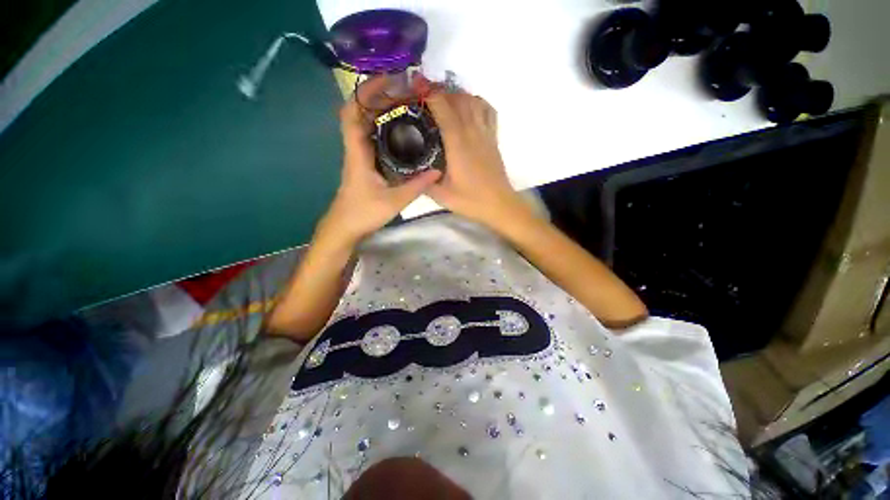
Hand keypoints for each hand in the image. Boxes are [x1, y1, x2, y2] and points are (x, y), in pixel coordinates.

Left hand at [320, 76, 441, 243]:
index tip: (385, 81)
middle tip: (401, 90)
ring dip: (379, 111)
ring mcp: (359, 157)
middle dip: (376, 97)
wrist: (345, 227)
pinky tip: (399, 130)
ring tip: (402, 104)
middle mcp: (355, 150)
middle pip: (358, 113)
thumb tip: (437, 171)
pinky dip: (382, 128)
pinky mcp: (364, 165)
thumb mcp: (394, 200)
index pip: (353, 114)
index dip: (365, 94)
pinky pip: (371, 138)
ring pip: (364, 125)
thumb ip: (417, 186)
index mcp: (358, 154)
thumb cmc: (364, 213)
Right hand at [422, 82, 525, 227]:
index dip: (429, 94)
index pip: (443, 107)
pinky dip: (477, 103)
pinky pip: (488, 111)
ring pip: (473, 101)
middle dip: (440, 91)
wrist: (499, 205)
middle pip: (458, 98)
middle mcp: (472, 132)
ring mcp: (485, 133)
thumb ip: (424, 182)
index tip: (415, 90)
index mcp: (457, 143)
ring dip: (458, 95)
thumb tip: (409, 172)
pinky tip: (469, 109)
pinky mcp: (493, 139)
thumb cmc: (471, 200)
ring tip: (445, 101)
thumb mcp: (442, 196)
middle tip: (425, 96)